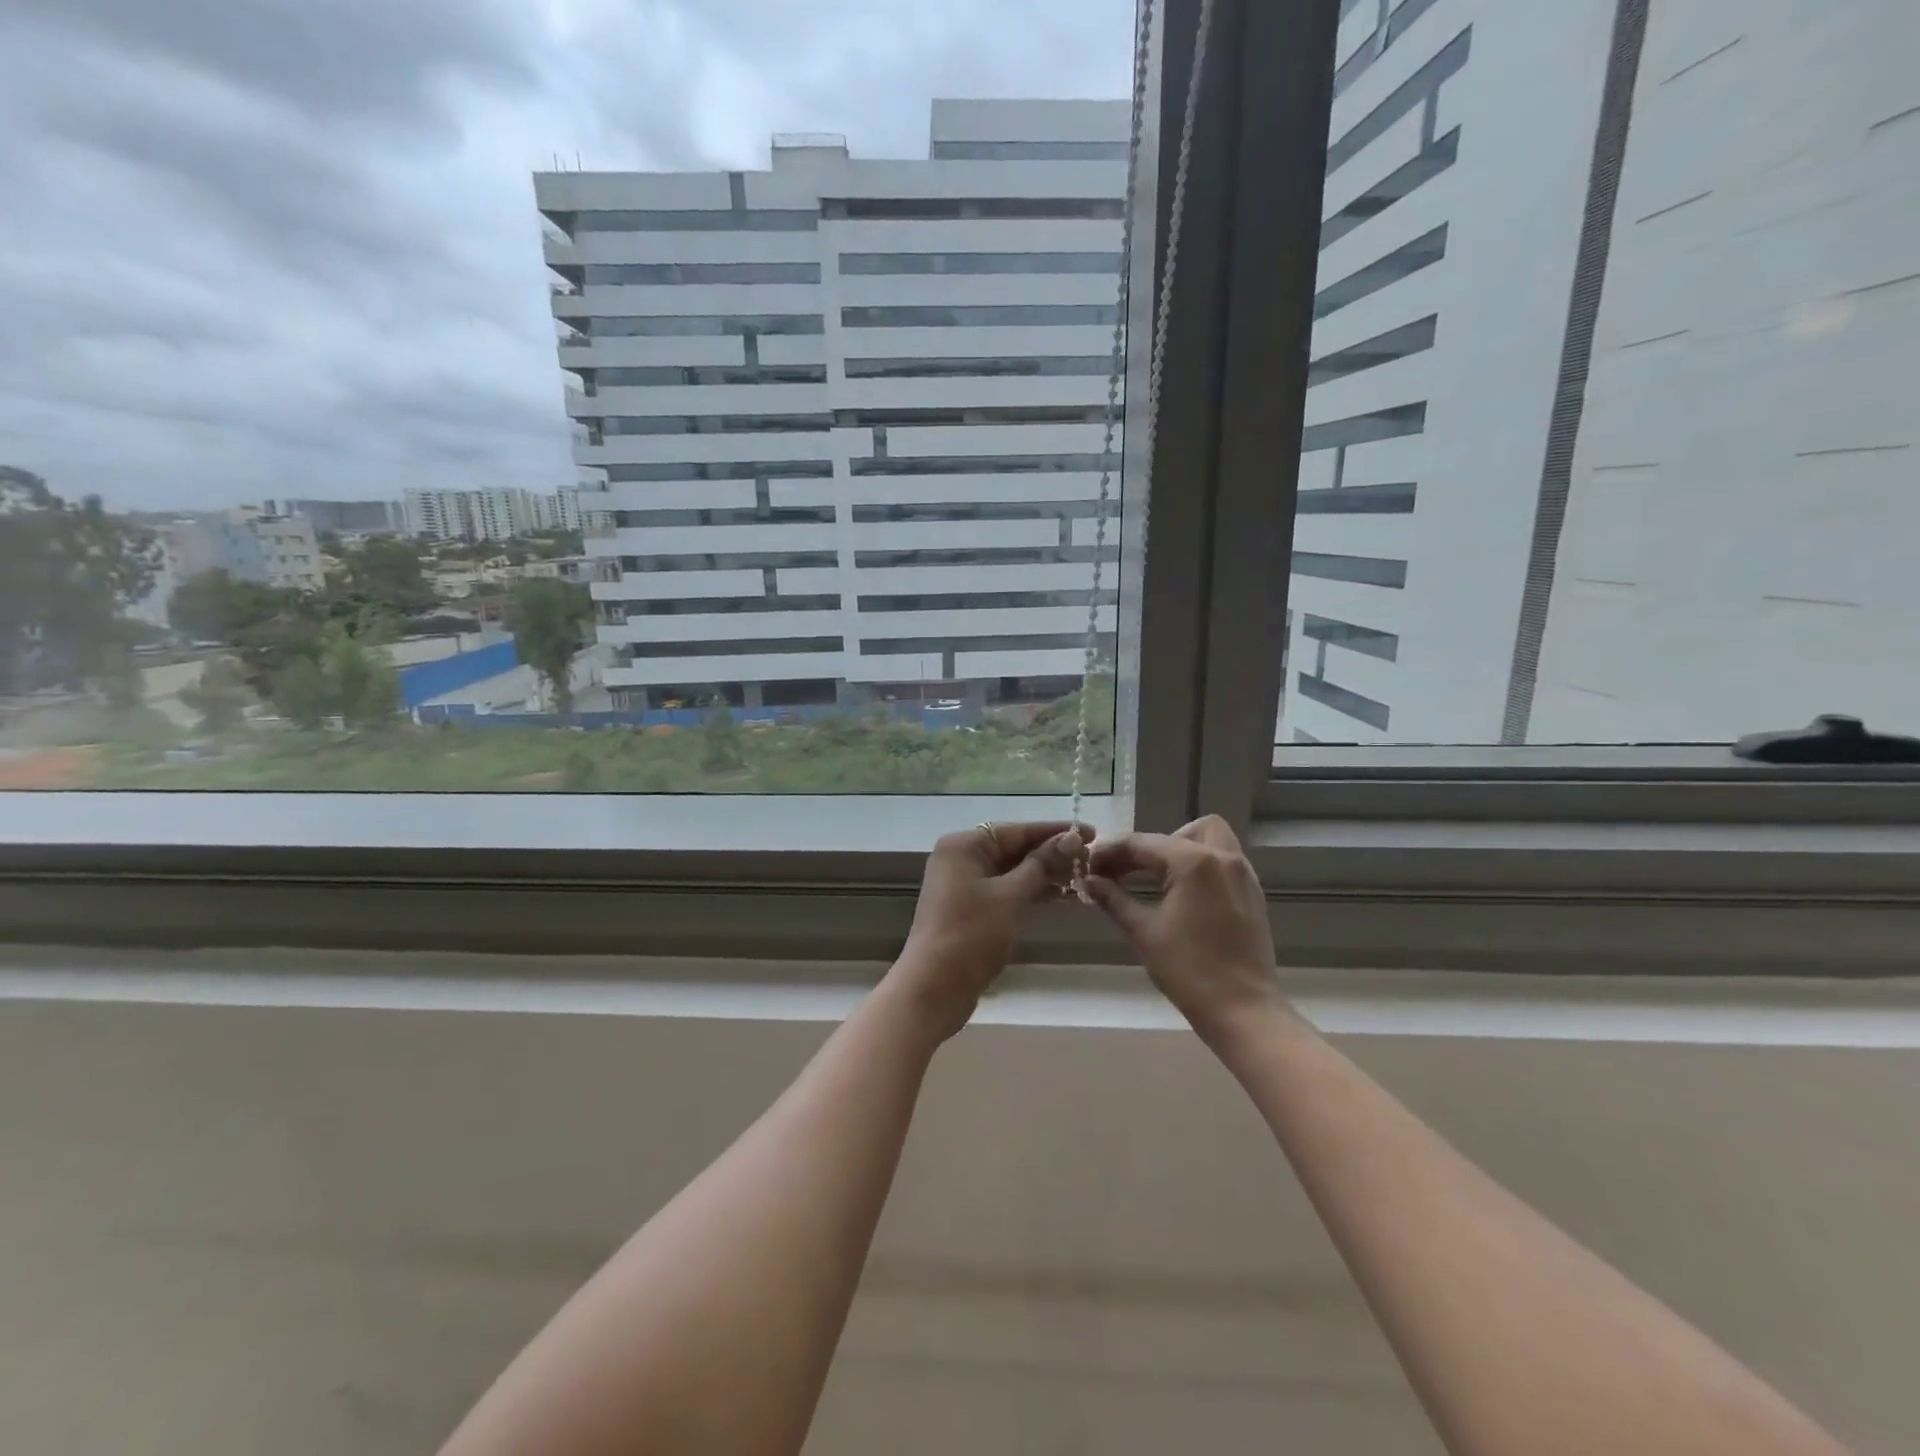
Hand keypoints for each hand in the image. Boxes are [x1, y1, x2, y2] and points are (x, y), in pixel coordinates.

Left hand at [889, 821, 1089, 1039]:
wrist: (934, 988)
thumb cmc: (971, 935)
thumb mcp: (1011, 896)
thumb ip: (1041, 865)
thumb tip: (1072, 838)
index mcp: (963, 846)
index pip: (1016, 830)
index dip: (1054, 831)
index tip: (1090, 832)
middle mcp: (960, 859)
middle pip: (1012, 848)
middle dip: (1050, 853)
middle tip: (1091, 858)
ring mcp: (962, 885)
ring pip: (1010, 871)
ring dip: (1043, 873)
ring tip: (1082, 876)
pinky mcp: (969, 910)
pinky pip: (1005, 890)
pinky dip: (1029, 891)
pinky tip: (1059, 895)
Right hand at [1083, 815, 1283, 1043]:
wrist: (1243, 1011)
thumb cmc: (1189, 970)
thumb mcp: (1143, 932)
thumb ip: (1114, 899)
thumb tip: (1089, 881)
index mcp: (1194, 862)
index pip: (1142, 843)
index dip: (1111, 852)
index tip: (1088, 865)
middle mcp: (1223, 857)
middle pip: (1183, 831)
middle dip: (1152, 845)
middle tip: (1126, 871)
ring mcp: (1243, 875)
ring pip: (1210, 840)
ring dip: (1179, 850)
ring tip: (1154, 879)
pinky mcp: (1252, 894)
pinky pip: (1223, 862)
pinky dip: (1199, 866)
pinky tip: (1179, 894)